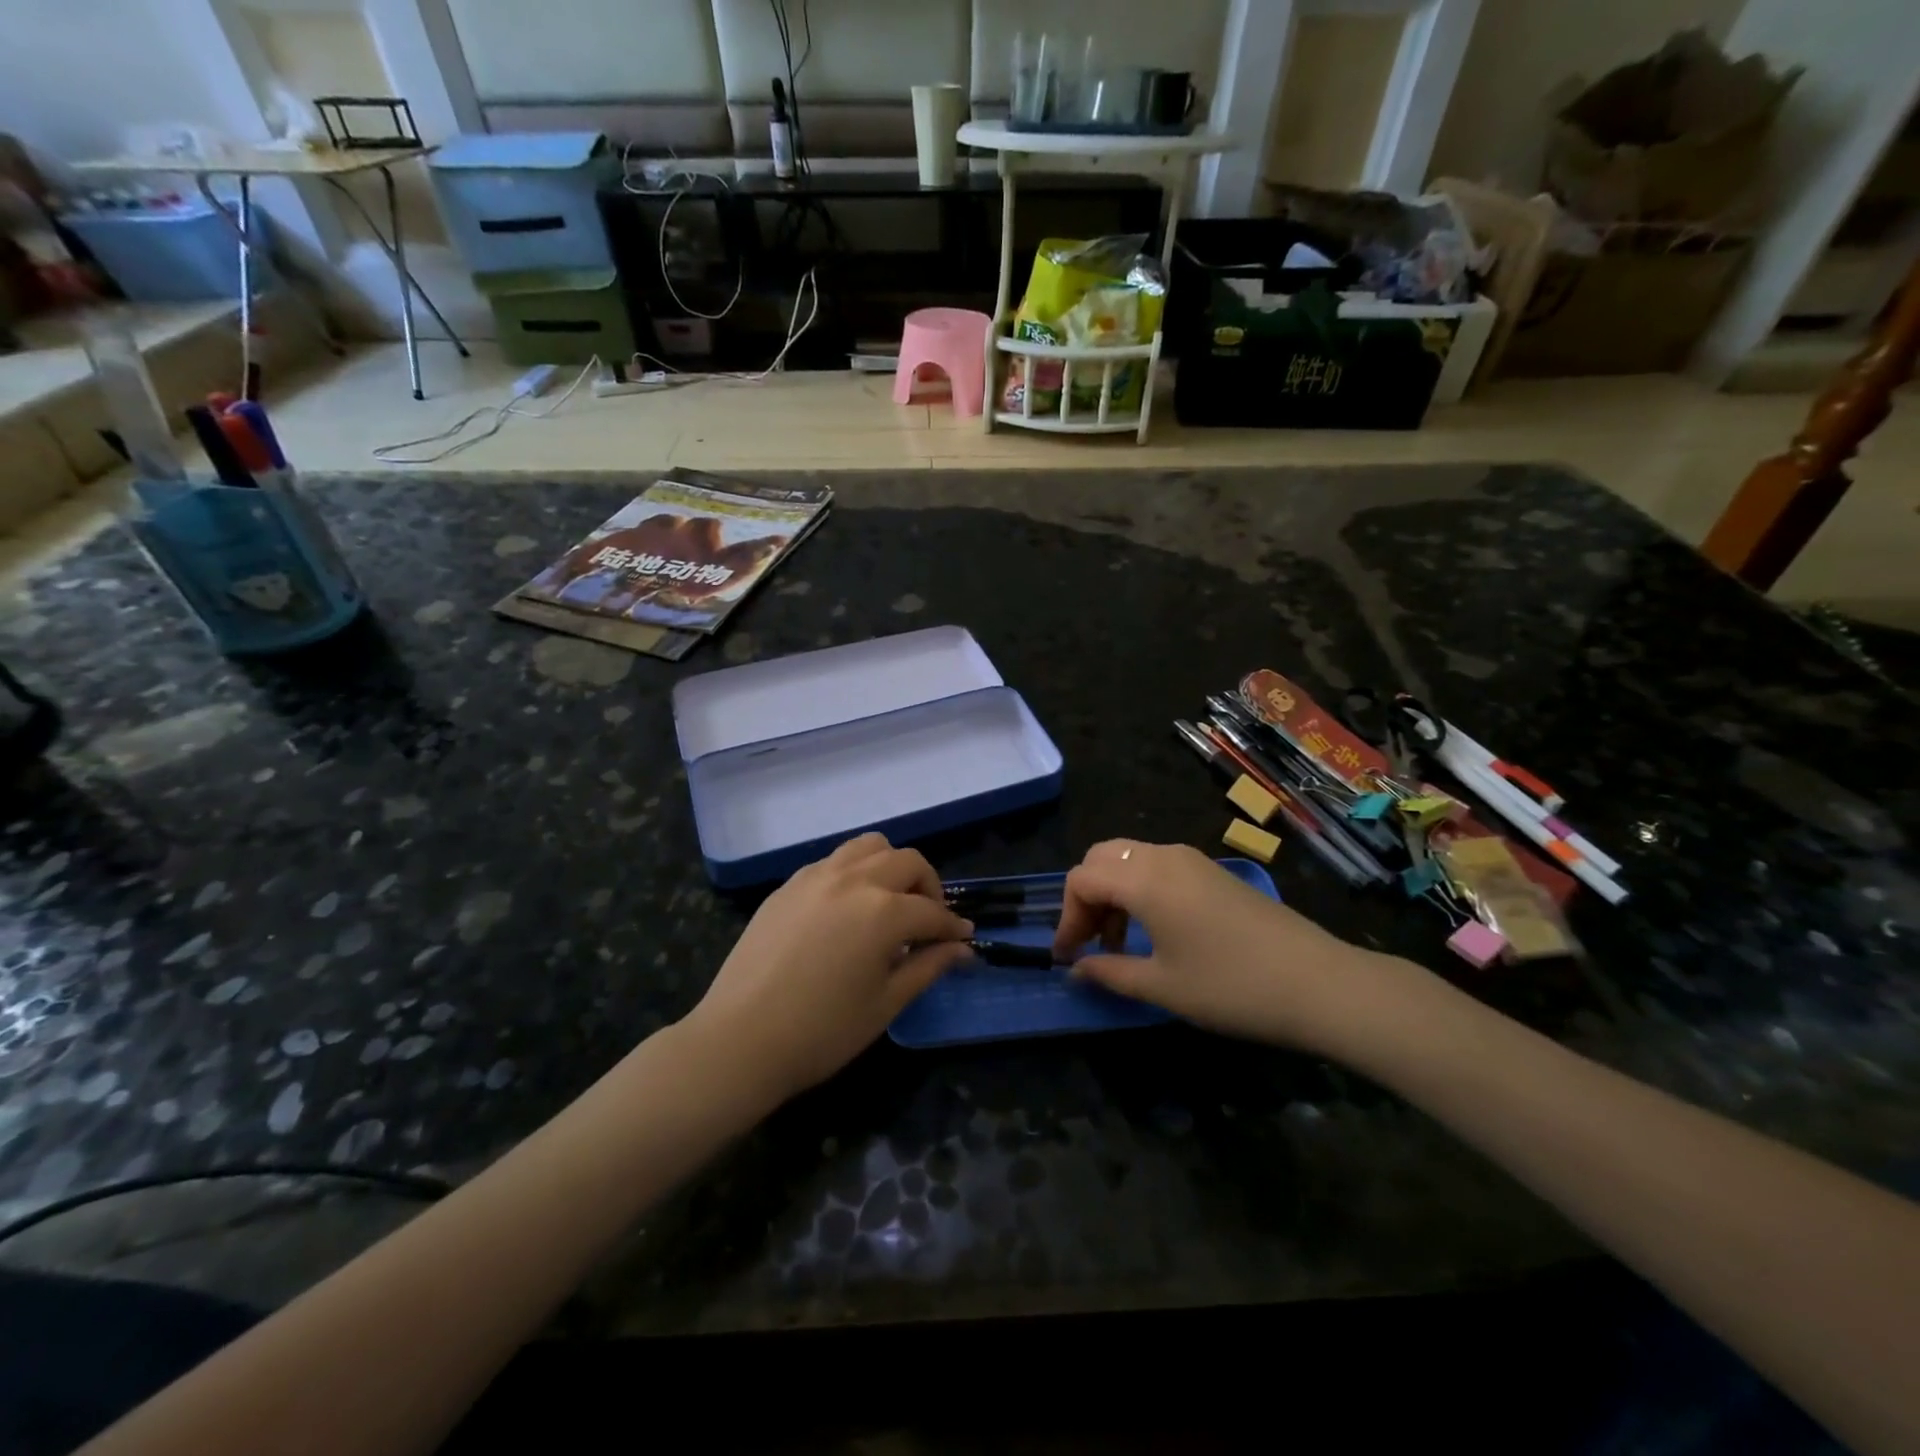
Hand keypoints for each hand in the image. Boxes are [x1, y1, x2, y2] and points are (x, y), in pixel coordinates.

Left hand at [685, 834, 972, 1100]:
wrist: (739, 1040)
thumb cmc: (821, 1032)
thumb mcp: (885, 1004)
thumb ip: (928, 967)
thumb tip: (962, 949)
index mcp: (883, 911)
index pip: (932, 911)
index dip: (953, 928)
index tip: (964, 940)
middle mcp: (854, 880)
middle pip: (907, 862)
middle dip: (928, 887)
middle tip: (928, 921)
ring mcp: (816, 876)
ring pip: (870, 847)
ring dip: (892, 866)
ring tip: (890, 901)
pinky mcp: (789, 884)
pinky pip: (835, 860)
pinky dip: (856, 871)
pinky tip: (849, 907)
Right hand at [1052, 839, 1387, 1052]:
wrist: (1318, 982)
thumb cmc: (1230, 986)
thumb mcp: (1162, 986)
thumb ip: (1110, 973)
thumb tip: (1077, 969)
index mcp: (1143, 879)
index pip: (1081, 880)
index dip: (1066, 918)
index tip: (1067, 958)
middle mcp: (1163, 856)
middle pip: (1102, 858)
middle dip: (1086, 898)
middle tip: (1089, 944)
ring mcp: (1191, 860)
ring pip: (1130, 859)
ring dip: (1113, 893)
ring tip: (1118, 942)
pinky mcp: (1212, 871)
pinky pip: (1157, 866)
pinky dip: (1139, 889)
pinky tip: (1153, 930)